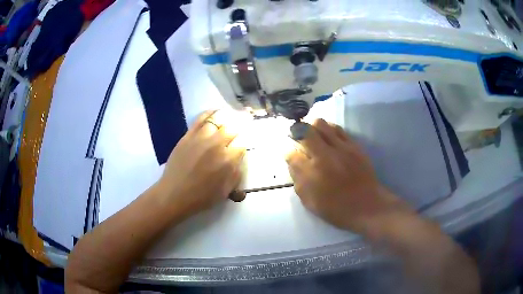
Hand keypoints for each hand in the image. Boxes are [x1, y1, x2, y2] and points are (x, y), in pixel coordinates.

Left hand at [156, 110, 245, 215]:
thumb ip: (236, 173)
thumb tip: (239, 157)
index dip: (244, 142)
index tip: (242, 143)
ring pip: (219, 120)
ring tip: (229, 117)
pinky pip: (201, 118)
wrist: (175, 194)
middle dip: (238, 128)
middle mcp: (217, 145)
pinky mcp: (189, 135)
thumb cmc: (202, 197)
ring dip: (226, 118)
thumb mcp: (226, 191)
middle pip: (233, 128)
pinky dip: (210, 113)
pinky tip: (214, 112)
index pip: (242, 142)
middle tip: (238, 128)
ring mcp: (201, 138)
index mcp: (228, 161)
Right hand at [286, 119, 407, 233]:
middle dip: (297, 133)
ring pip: (321, 124)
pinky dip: (329, 129)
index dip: (288, 153)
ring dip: (313, 128)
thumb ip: (298, 180)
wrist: (367, 206)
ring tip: (314, 136)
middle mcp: (324, 156)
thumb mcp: (310, 202)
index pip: (291, 154)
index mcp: (312, 173)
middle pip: (304, 131)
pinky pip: (338, 129)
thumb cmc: (336, 208)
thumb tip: (292, 161)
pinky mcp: (354, 145)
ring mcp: (341, 148)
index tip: (291, 155)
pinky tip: (329, 137)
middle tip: (299, 139)